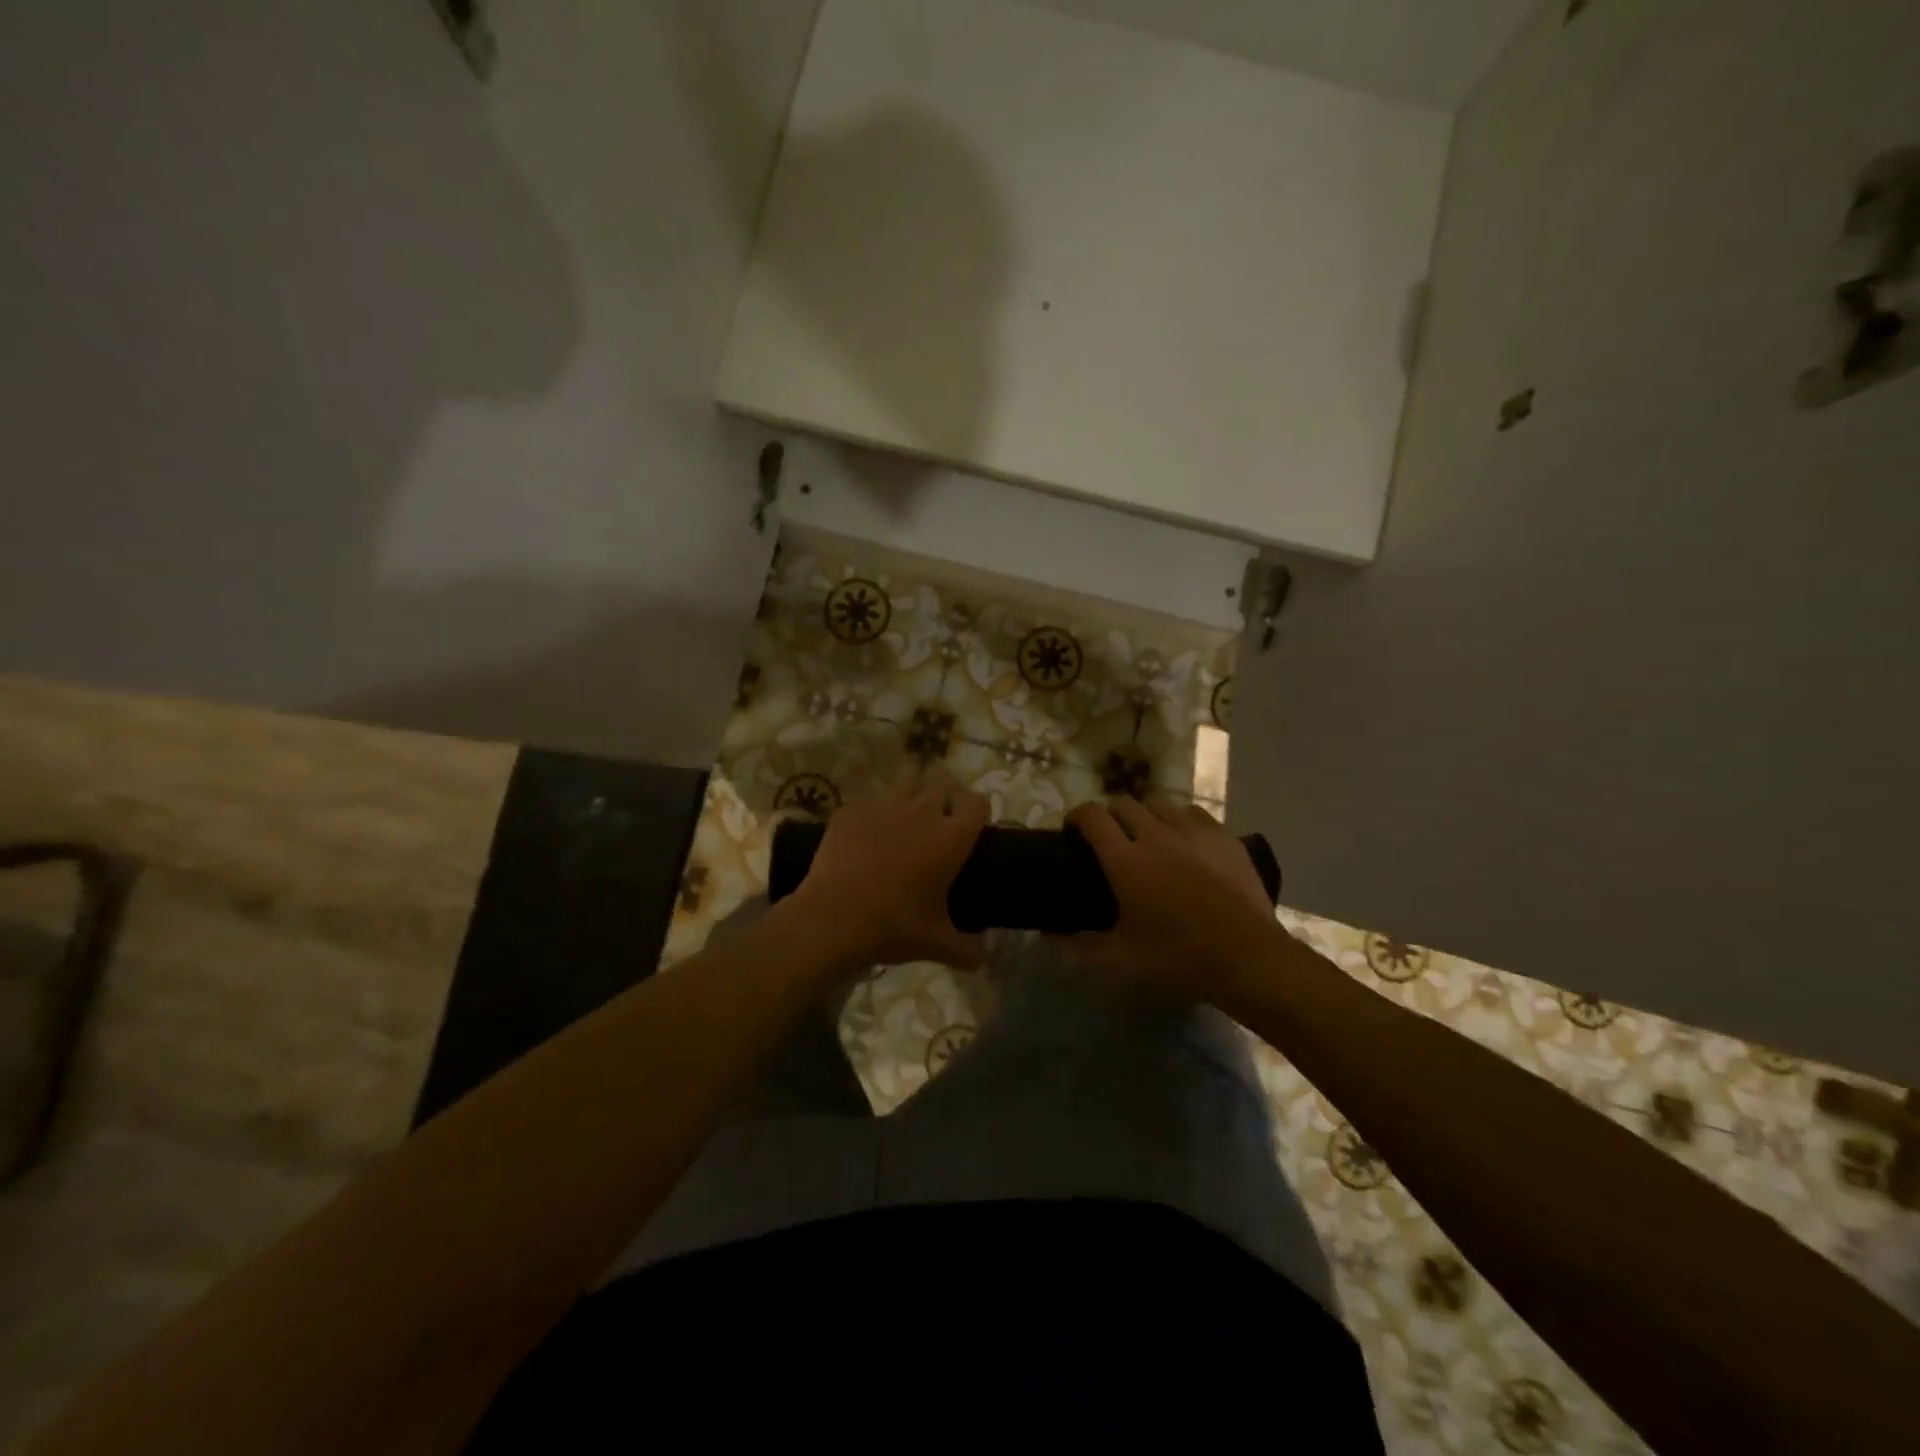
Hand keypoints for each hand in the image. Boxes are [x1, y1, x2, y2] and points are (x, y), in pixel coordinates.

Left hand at [788, 771, 989, 970]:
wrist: (831, 918)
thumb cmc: (892, 926)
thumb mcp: (936, 944)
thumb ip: (967, 950)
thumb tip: (981, 958)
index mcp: (950, 837)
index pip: (977, 803)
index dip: (978, 812)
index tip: (973, 828)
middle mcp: (921, 811)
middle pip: (944, 784)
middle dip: (947, 798)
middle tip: (940, 825)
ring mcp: (883, 805)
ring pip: (908, 786)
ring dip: (913, 800)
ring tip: (905, 826)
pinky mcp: (851, 810)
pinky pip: (871, 802)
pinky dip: (875, 815)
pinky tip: (867, 839)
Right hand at [1062, 798, 1279, 995]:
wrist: (1248, 958)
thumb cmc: (1178, 958)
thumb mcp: (1122, 960)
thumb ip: (1080, 947)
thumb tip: (1050, 940)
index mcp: (1126, 860)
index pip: (1092, 817)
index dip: (1076, 816)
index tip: (1072, 830)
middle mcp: (1156, 835)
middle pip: (1123, 804)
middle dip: (1109, 816)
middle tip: (1109, 839)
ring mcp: (1193, 832)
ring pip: (1159, 804)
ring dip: (1145, 815)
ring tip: (1147, 836)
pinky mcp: (1223, 837)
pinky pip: (1193, 813)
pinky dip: (1179, 820)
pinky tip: (1184, 840)